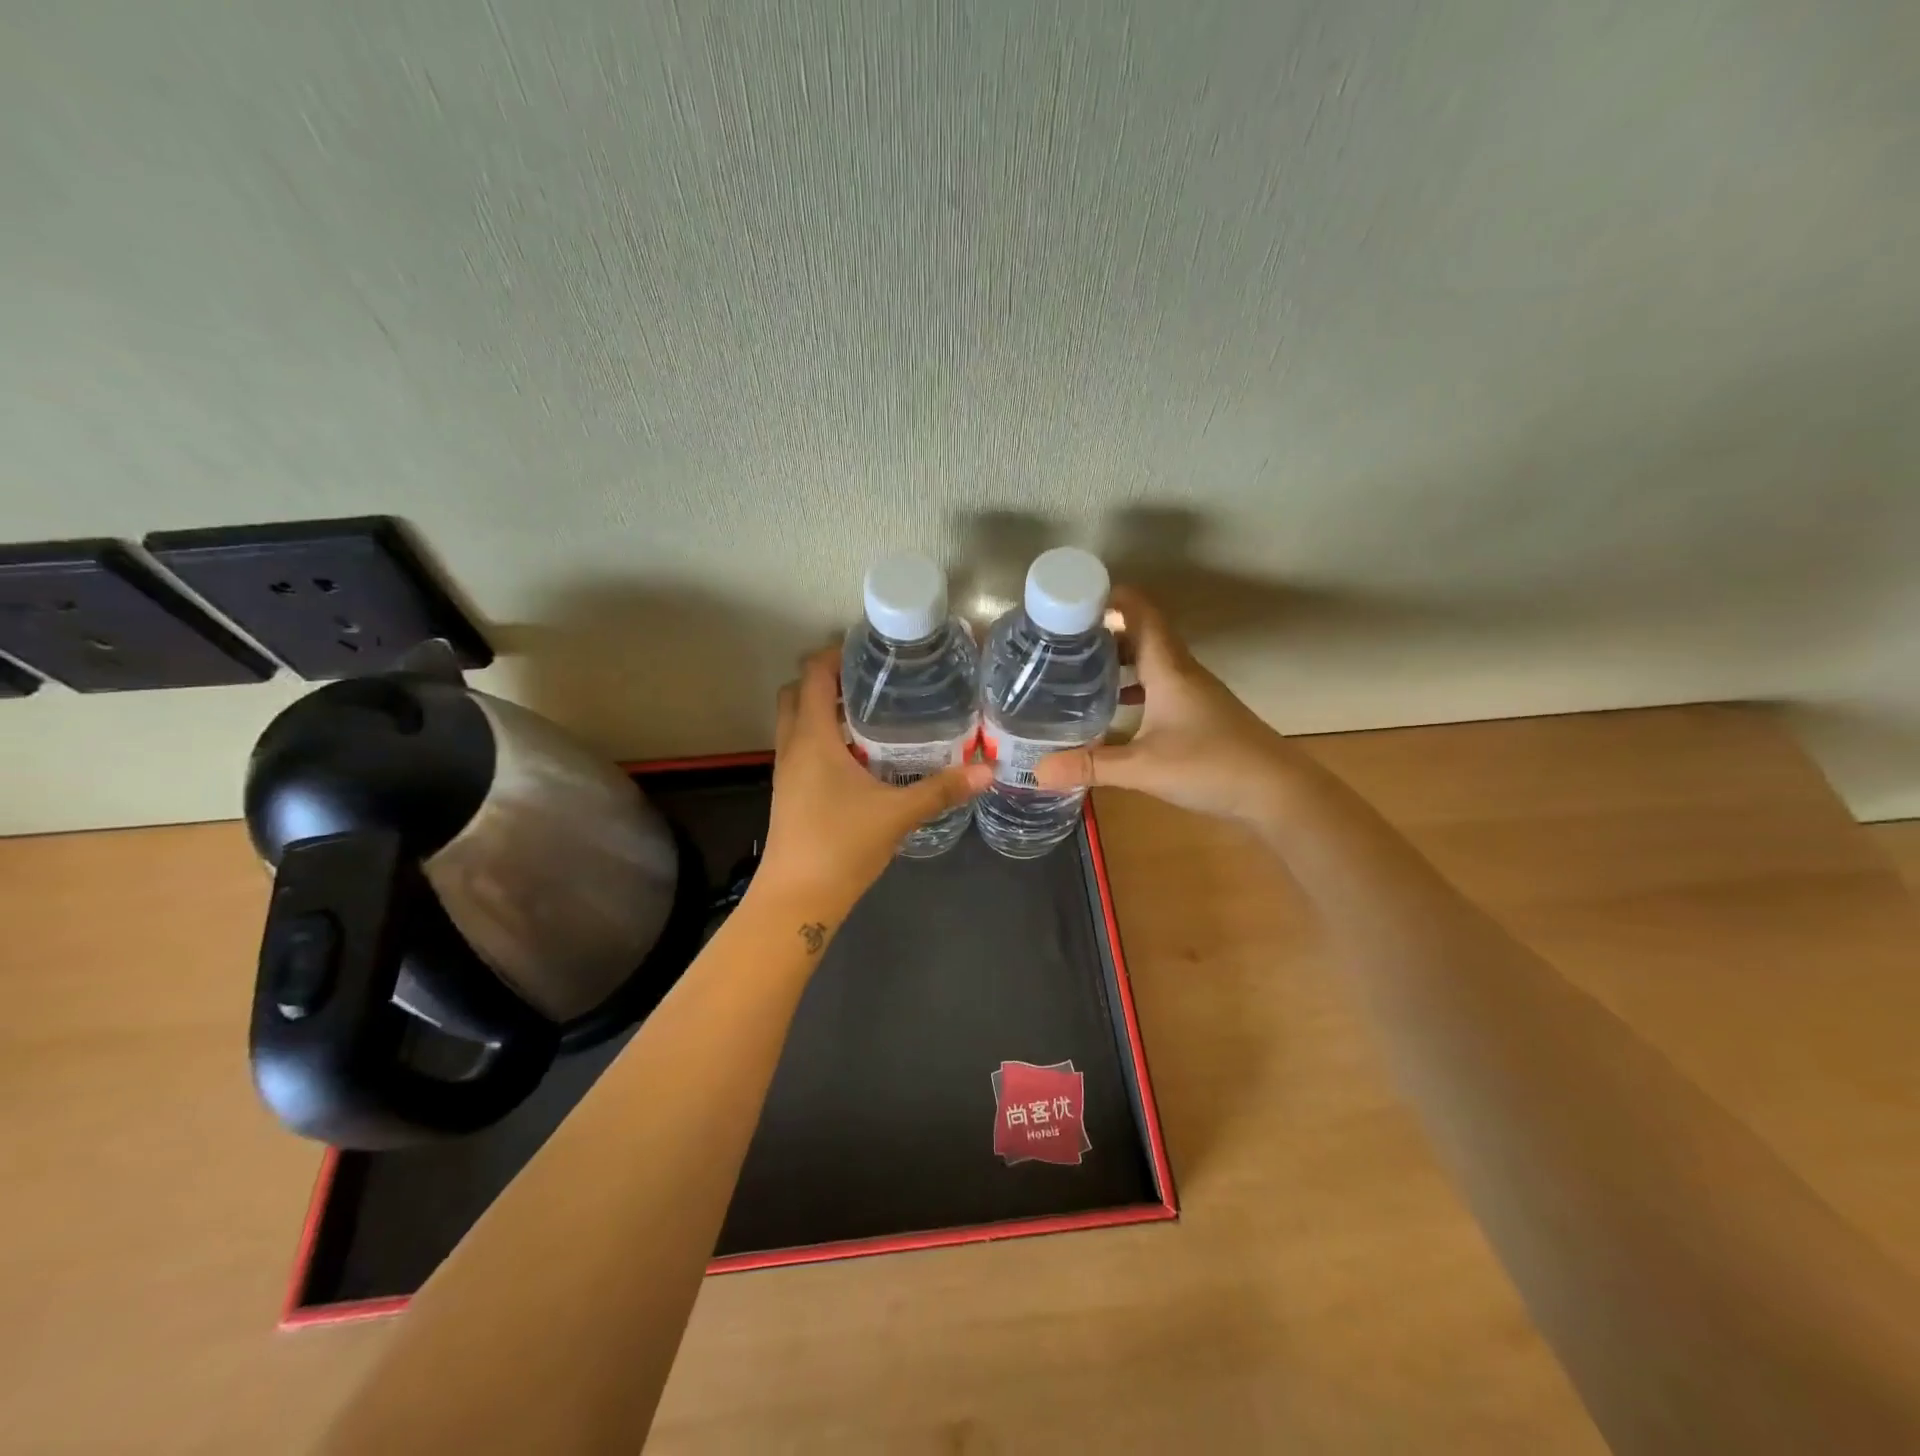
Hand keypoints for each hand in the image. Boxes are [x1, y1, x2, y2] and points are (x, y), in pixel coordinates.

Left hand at [752, 647, 991, 922]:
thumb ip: (941, 790)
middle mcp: (792, 747)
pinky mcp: (790, 792)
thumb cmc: (840, 846)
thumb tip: (986, 771)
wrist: (796, 899)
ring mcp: (787, 771)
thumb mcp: (897, 815)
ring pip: (796, 722)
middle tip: (871, 680)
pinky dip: (823, 737)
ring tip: (872, 711)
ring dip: (824, 709)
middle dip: (828, 679)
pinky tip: (861, 755)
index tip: (870, 650)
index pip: (813, 676)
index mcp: (812, 739)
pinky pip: (802, 747)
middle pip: (798, 693)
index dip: (835, 654)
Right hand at [1033, 588, 1303, 827]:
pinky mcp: (1201, 715)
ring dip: (1121, 660)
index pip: (1142, 614)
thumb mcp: (1143, 768)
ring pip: (1153, 662)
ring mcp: (1195, 693)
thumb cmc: (1211, 766)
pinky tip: (1116, 710)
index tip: (1076, 595)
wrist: (1277, 792)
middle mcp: (1183, 672)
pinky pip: (1161, 686)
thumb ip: (1091, 767)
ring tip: (1081, 670)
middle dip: (1106, 631)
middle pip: (1143, 635)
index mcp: (1169, 669)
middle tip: (1064, 638)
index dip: (1114, 597)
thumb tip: (1038, 772)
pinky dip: (1136, 688)